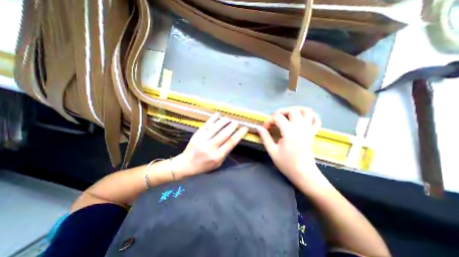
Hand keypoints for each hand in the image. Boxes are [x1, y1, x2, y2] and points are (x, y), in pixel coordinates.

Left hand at [173, 113, 249, 177]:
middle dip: (232, 126)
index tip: (245, 128)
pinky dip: (213, 119)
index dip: (239, 134)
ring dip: (224, 121)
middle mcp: (210, 147)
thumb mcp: (218, 163)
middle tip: (236, 122)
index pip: (231, 143)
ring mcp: (202, 140)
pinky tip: (218, 115)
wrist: (187, 164)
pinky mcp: (197, 134)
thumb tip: (233, 139)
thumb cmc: (204, 165)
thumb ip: (225, 152)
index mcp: (217, 156)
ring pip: (216, 127)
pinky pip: (206, 125)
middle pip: (224, 134)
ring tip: (229, 119)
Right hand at [257, 106, 323, 186]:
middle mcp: (300, 127)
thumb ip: (265, 138)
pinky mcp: (313, 133)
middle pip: (292, 110)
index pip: (278, 117)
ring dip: (297, 110)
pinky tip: (302, 118)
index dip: (269, 120)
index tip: (265, 128)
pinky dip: (311, 115)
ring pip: (306, 111)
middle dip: (281, 112)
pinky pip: (316, 120)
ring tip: (288, 115)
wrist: (304, 173)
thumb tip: (259, 128)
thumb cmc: (287, 163)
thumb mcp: (272, 151)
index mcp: (289, 131)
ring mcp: (308, 129)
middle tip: (275, 120)